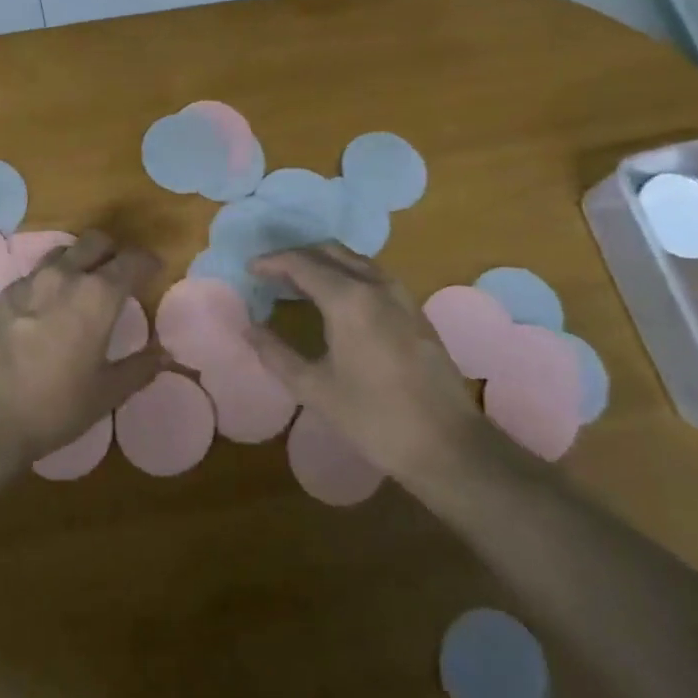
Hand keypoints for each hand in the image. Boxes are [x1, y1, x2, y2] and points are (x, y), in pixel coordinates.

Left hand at [0, 230, 165, 460]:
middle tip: (118, 275)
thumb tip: (164, 355)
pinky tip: (43, 309)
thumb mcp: (106, 393)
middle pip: (95, 242)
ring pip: (61, 252)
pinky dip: (46, 283)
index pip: (132, 260)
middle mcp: (64, 276)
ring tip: (80, 287)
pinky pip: (31, 276)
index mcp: (98, 295)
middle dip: (113, 251)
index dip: (148, 262)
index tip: (155, 272)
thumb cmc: (54, 406)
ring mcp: (27, 282)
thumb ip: (139, 368)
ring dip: (77, 261)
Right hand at [246, 244, 485, 481]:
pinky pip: (373, 276)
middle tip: (271, 272)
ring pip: (354, 260)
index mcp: (349, 299)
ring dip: (323, 263)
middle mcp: (376, 285)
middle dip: (297, 256)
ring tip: (297, 283)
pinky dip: (346, 275)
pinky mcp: (415, 310)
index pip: (302, 264)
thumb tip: (249, 329)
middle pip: (329, 252)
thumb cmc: (374, 418)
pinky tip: (335, 300)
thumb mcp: (315, 389)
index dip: (272, 262)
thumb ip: (276, 354)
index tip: (250, 268)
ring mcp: (401, 295)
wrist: (448, 444)